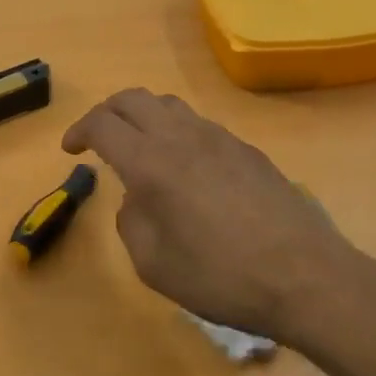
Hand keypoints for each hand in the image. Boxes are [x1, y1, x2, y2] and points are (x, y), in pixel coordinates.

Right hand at [62, 89, 371, 344]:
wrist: (304, 276)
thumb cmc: (221, 277)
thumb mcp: (154, 266)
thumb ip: (131, 222)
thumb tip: (136, 198)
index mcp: (151, 163)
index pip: (103, 124)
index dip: (79, 131)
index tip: (71, 149)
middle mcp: (182, 137)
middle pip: (133, 98)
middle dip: (107, 111)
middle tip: (98, 137)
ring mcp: (220, 138)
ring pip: (169, 105)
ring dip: (144, 116)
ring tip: (140, 146)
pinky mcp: (247, 150)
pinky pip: (200, 125)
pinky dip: (177, 132)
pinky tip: (186, 167)